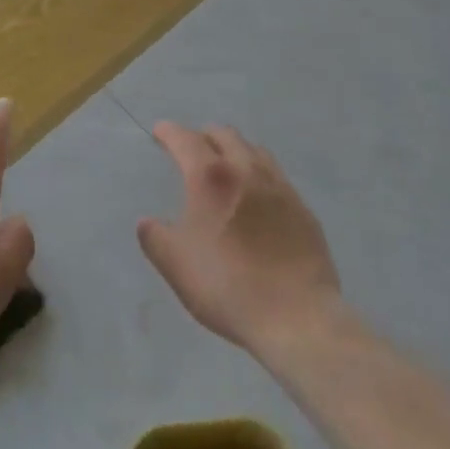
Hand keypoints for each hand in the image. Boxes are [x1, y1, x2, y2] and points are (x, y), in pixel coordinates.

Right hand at [138, 123, 343, 358]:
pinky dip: (259, 174)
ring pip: (254, 150)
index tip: (160, 131)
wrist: (296, 317)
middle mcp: (246, 169)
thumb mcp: (176, 265)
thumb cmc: (227, 286)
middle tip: (192, 150)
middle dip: (203, 136)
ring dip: (235, 150)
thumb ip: (155, 237)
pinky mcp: (302, 208)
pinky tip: (258, 197)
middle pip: (224, 135)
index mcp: (211, 177)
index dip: (169, 131)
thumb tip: (147, 222)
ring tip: (226, 166)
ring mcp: (279, 187)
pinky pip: (276, 176)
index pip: (185, 139)